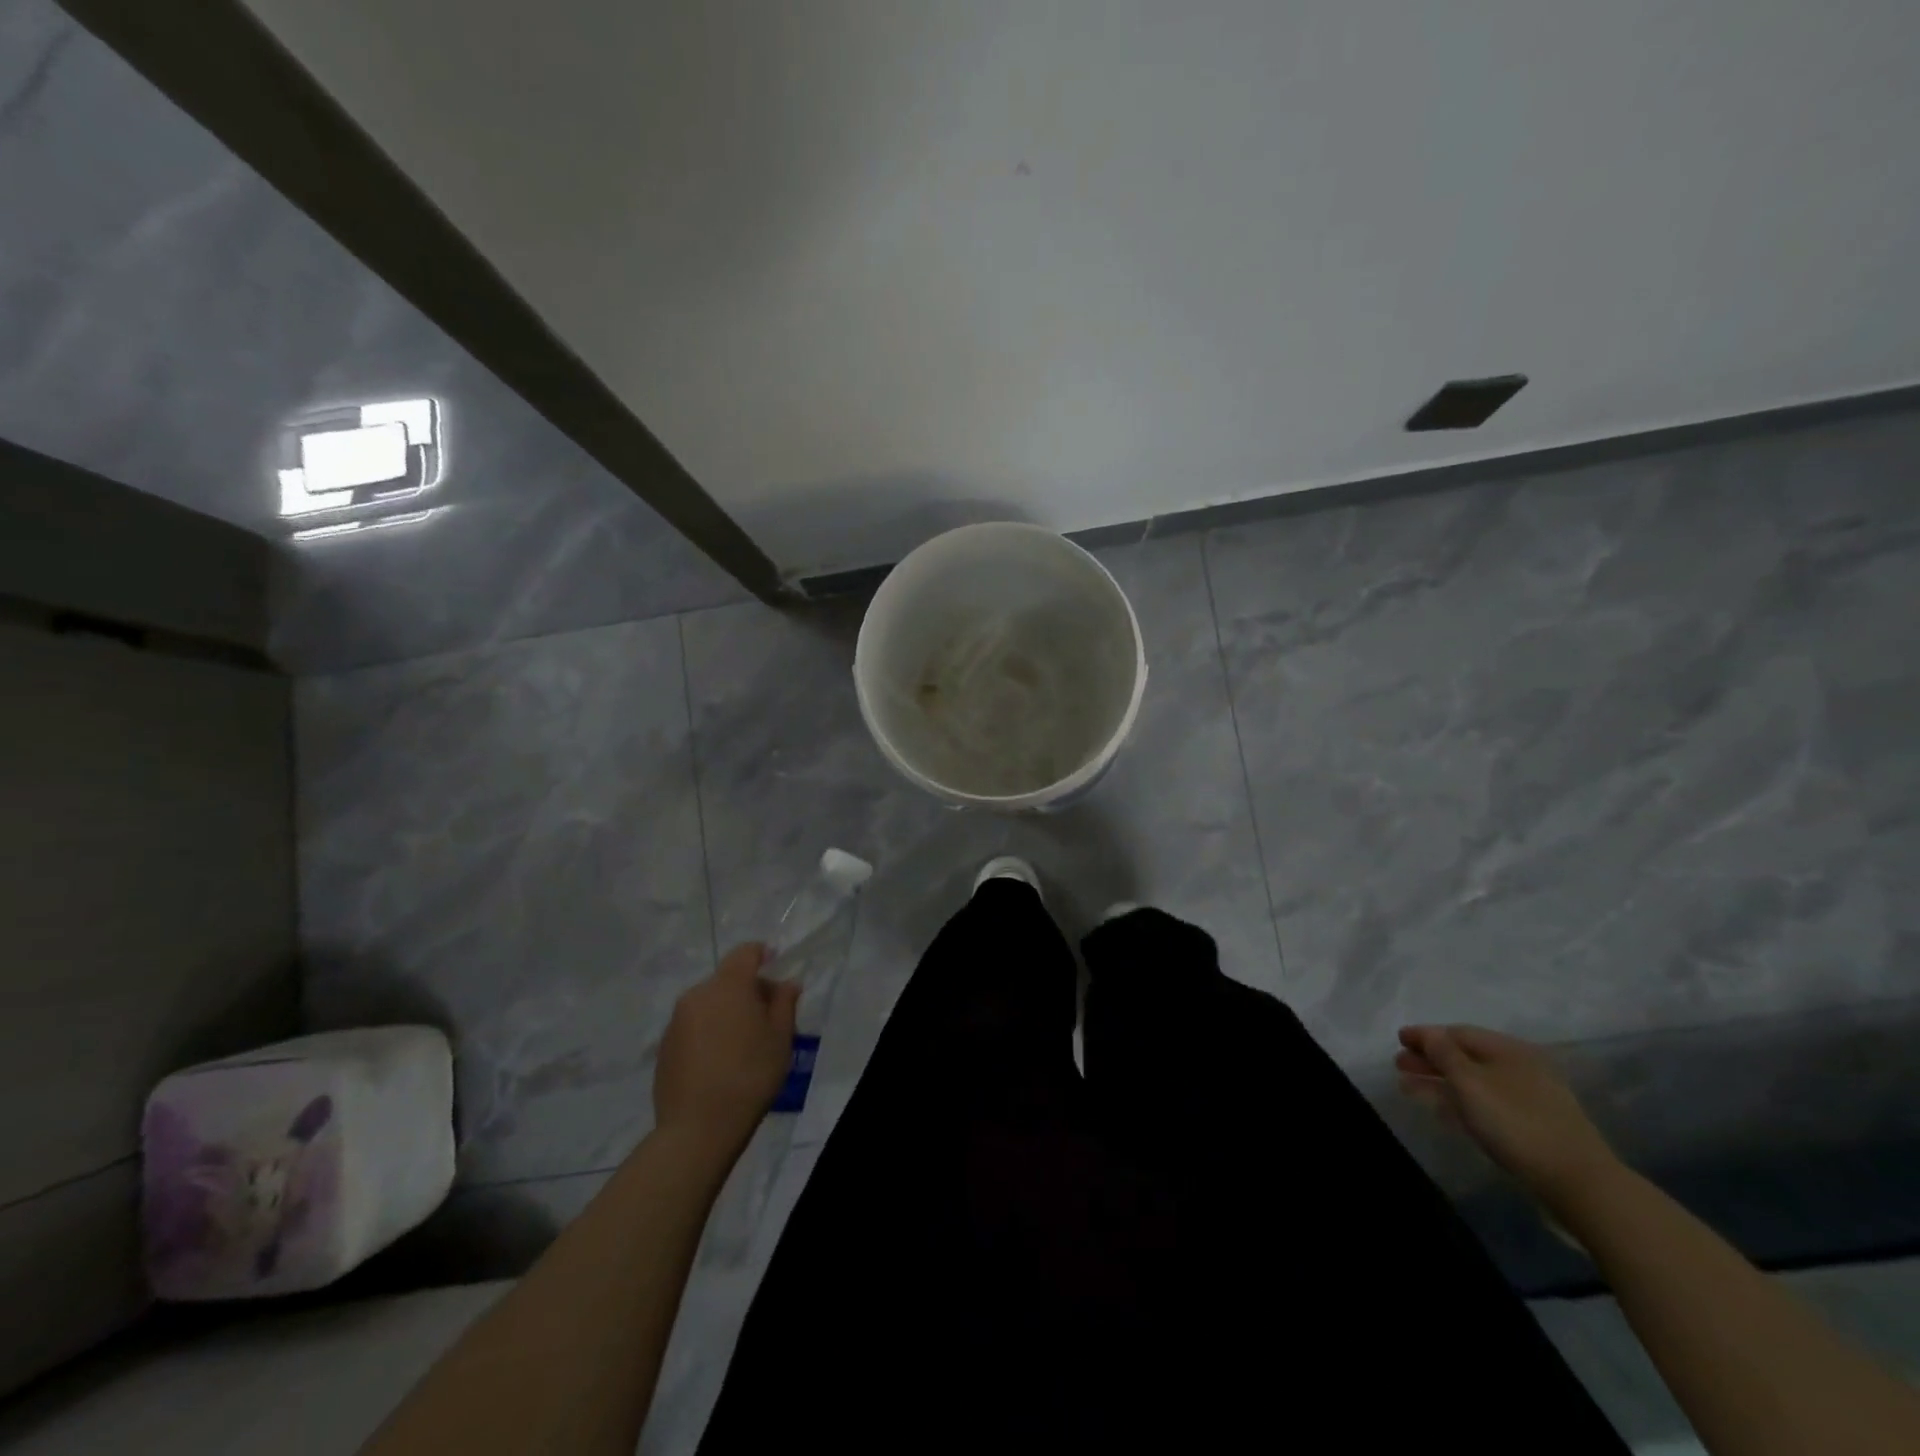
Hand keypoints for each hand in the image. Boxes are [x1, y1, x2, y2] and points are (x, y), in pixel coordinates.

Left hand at [654, 944, 798, 1149]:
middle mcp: (697, 994)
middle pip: (726, 980)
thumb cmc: (750, 1075)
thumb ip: (784, 1003)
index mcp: (728, 986)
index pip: (745, 953)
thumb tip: (786, 983)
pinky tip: (719, 1062)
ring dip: (726, 1012)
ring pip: (708, 1003)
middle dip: (747, 990)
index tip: (775, 967)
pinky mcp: (663, 1047)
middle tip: (766, 1018)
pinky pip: (692, 1027)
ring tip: (742, 1045)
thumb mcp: (781, 1038)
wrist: (698, 1128)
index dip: (762, 955)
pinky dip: (708, 1032)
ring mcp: (676, 1021)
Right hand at [1395, 1024, 1619, 1211]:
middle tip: (1399, 1066)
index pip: (1458, 1033)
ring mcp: (1529, 1098)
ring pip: (1474, 1083)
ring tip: (1410, 1090)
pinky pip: (1487, 1104)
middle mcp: (1520, 1068)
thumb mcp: (1470, 1083)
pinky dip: (1461, 1103)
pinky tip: (1443, 1112)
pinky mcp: (1532, 1126)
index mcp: (1508, 1050)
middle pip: (1465, 1057)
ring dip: (1441, 1083)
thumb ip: (1443, 1054)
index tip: (1398, 1040)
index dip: (1425, 1035)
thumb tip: (1427, 1033)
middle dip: (1430, 1060)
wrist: (1578, 1183)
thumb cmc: (1516, 1123)